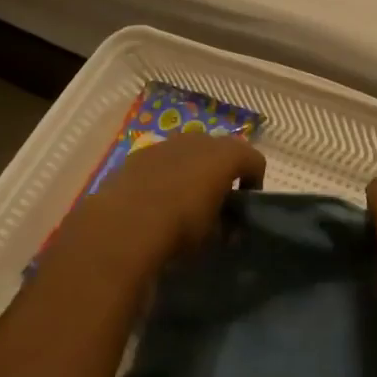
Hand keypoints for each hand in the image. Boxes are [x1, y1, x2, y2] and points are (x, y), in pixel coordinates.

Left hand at [60, 134, 264, 287]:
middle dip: (221, 173)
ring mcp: (165, 144)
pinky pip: (161, 162)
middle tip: (216, 202)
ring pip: (188, 153)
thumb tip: (228, 228)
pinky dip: (164, 176)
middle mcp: (198, 140)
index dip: (254, 182)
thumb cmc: (180, 228)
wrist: (122, 226)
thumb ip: (227, 226)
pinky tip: (154, 202)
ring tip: (182, 202)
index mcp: (224, 155)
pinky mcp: (137, 156)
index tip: (246, 206)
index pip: (253, 160)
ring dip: (191, 172)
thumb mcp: (214, 236)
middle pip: (220, 150)